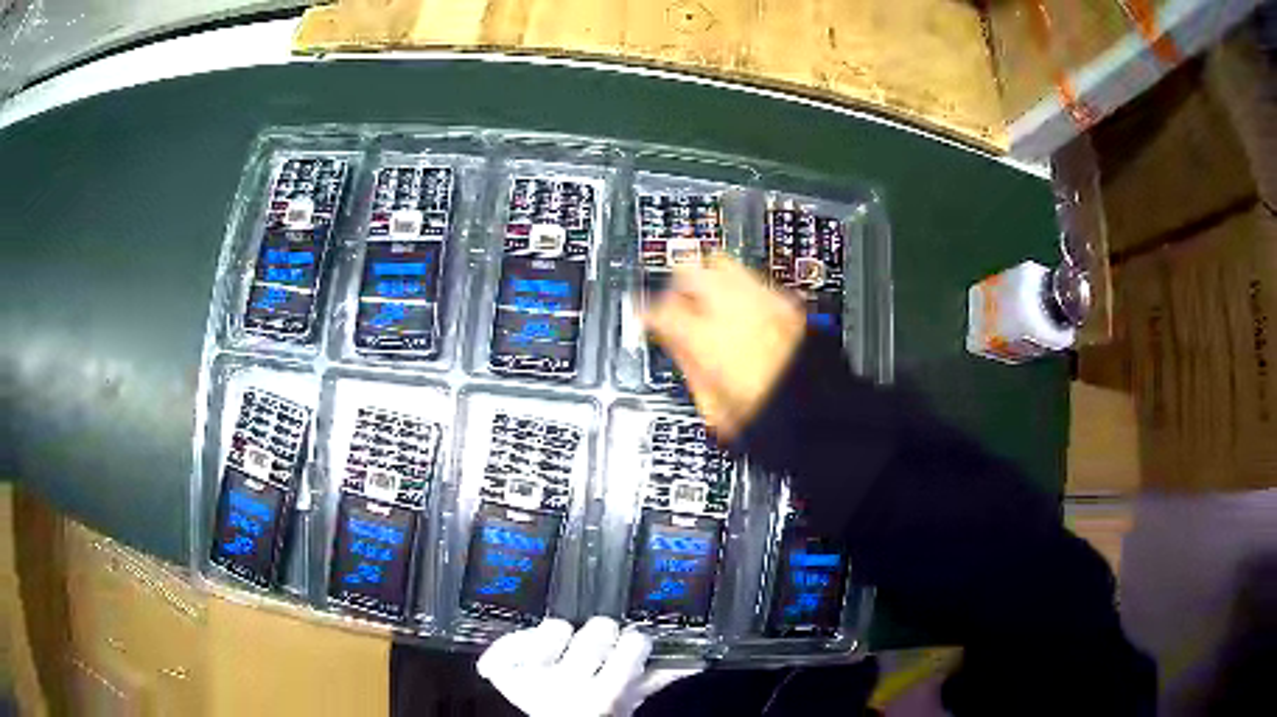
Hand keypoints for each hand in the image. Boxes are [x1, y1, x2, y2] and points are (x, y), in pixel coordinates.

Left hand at [478, 617, 682, 716]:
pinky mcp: (502, 672)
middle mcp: (568, 686)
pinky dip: (514, 643)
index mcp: (605, 694)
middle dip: (601, 636)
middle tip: (596, 648)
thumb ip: (658, 678)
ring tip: (562, 650)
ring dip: (560, 636)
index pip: (634, 643)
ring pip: (555, 626)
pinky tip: (526, 652)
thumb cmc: (596, 712)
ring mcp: (530, 677)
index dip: (633, 643)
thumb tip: (697, 658)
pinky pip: (505, 641)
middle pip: (598, 628)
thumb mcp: (628, 700)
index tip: (630, 646)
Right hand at [642, 255, 805, 440]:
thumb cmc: (772, 417)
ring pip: (722, 263)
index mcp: (707, 337)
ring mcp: (762, 300)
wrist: (821, 413)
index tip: (647, 317)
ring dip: (709, 277)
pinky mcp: (786, 302)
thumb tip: (674, 346)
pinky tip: (742, 308)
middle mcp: (732, 309)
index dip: (647, 312)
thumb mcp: (713, 408)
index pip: (662, 308)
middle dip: (677, 284)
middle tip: (676, 302)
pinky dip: (740, 286)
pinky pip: (753, 278)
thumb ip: (689, 367)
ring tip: (708, 298)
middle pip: (689, 270)